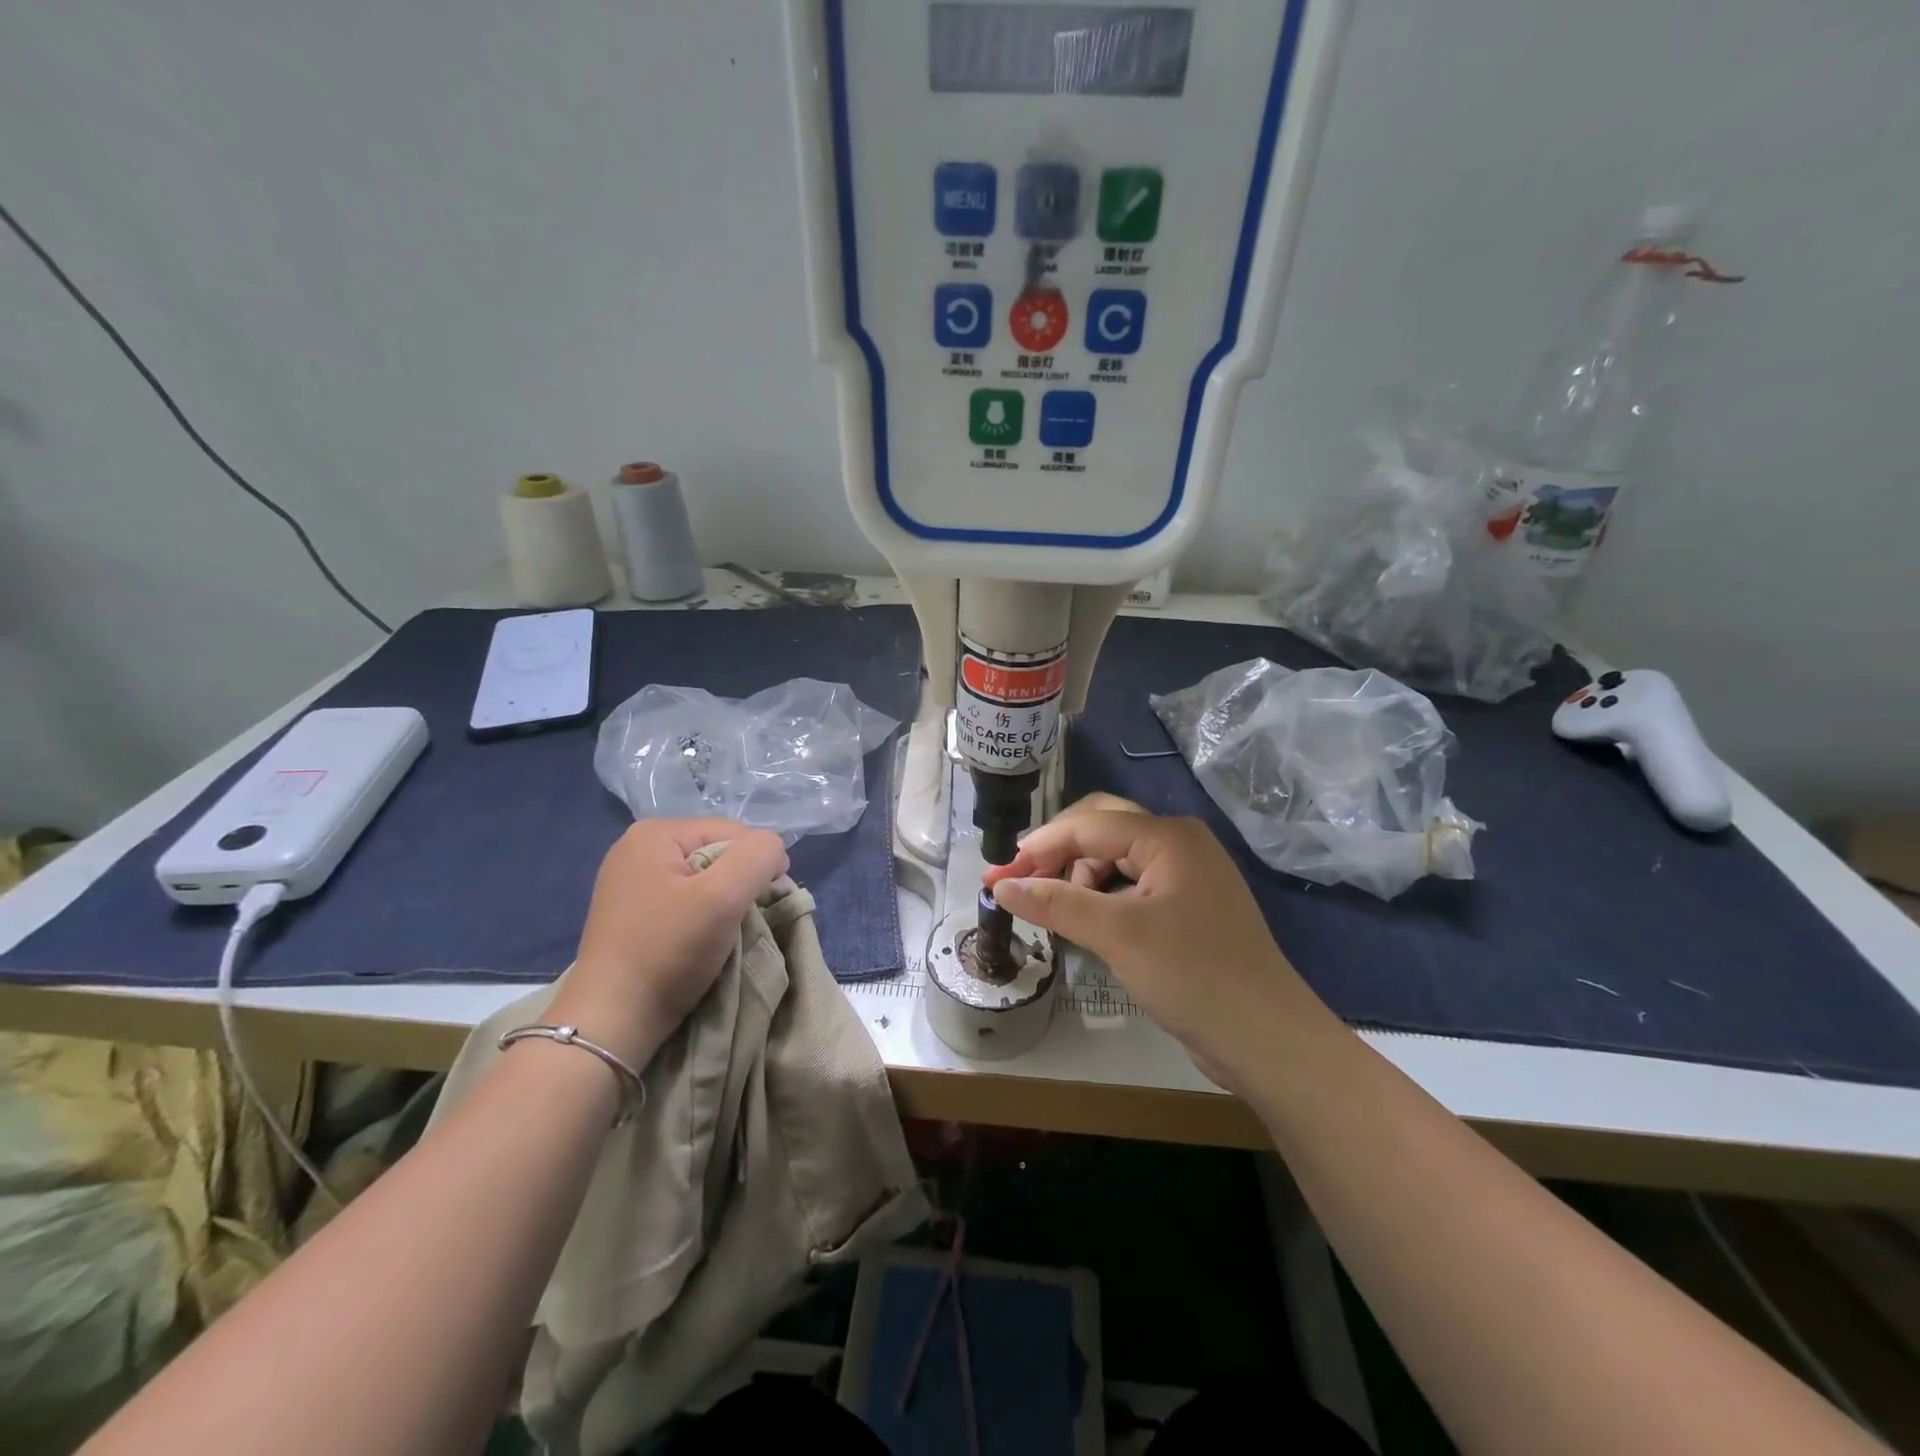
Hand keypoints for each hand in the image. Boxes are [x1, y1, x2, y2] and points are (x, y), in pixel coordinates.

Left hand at [552, 819, 788, 1065]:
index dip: (757, 865)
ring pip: (703, 877)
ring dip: (721, 903)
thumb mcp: (724, 896)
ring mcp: (629, 880)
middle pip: (717, 852)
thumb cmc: (668, 951)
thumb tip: (774, 849)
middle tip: (739, 922)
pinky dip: (700, 916)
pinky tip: (696, 940)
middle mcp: (636, 846)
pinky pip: (683, 898)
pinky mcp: (629, 911)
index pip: (734, 832)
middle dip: (738, 884)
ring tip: (720, 934)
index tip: (760, 906)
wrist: (611, 1021)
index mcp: (655, 832)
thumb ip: (759, 855)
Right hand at [985, 805, 1337, 1088]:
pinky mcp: (1188, 907)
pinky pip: (1132, 885)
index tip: (997, 876)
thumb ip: (1056, 903)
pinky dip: (1102, 897)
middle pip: (1103, 829)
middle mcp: (1179, 845)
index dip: (1039, 846)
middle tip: (1020, 882)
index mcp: (1168, 837)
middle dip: (1058, 852)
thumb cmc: (1192, 974)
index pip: (1089, 824)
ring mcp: (1187, 876)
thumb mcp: (1117, 935)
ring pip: (1117, 858)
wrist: (1266, 1038)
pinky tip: (1085, 920)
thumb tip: (1002, 886)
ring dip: (1079, 875)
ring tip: (1054, 909)